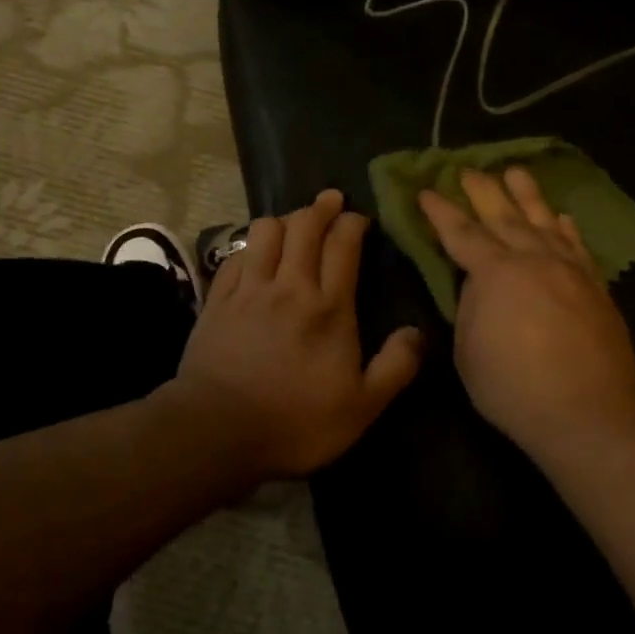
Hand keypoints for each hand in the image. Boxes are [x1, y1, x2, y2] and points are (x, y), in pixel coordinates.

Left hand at [168, 188, 423, 481]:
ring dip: (284, 219)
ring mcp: (248, 290)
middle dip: (321, 207)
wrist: (217, 433)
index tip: (359, 218)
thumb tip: (418, 332)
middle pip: (304, 226)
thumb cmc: (296, 422)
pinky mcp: (217, 301)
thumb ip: (395, 366)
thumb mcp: (362, 407)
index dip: (352, 223)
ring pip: (265, 232)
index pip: (342, 245)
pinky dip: (249, 246)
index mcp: (328, 307)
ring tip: (294, 223)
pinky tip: (255, 253)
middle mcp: (289, 286)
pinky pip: (234, 256)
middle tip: (331, 200)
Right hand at [419, 168, 634, 460]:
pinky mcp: (595, 286)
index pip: (461, 233)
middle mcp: (533, 259)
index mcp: (495, 273)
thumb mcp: (469, 351)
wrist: (588, 413)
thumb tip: (478, 284)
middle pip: (503, 216)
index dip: (441, 211)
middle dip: (483, 191)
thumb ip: (470, 308)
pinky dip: (566, 228)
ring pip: (544, 221)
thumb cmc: (514, 388)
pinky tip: (561, 217)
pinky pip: (578, 246)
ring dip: (527, 195)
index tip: (427, 190)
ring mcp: (569, 270)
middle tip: (468, 169)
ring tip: (515, 172)